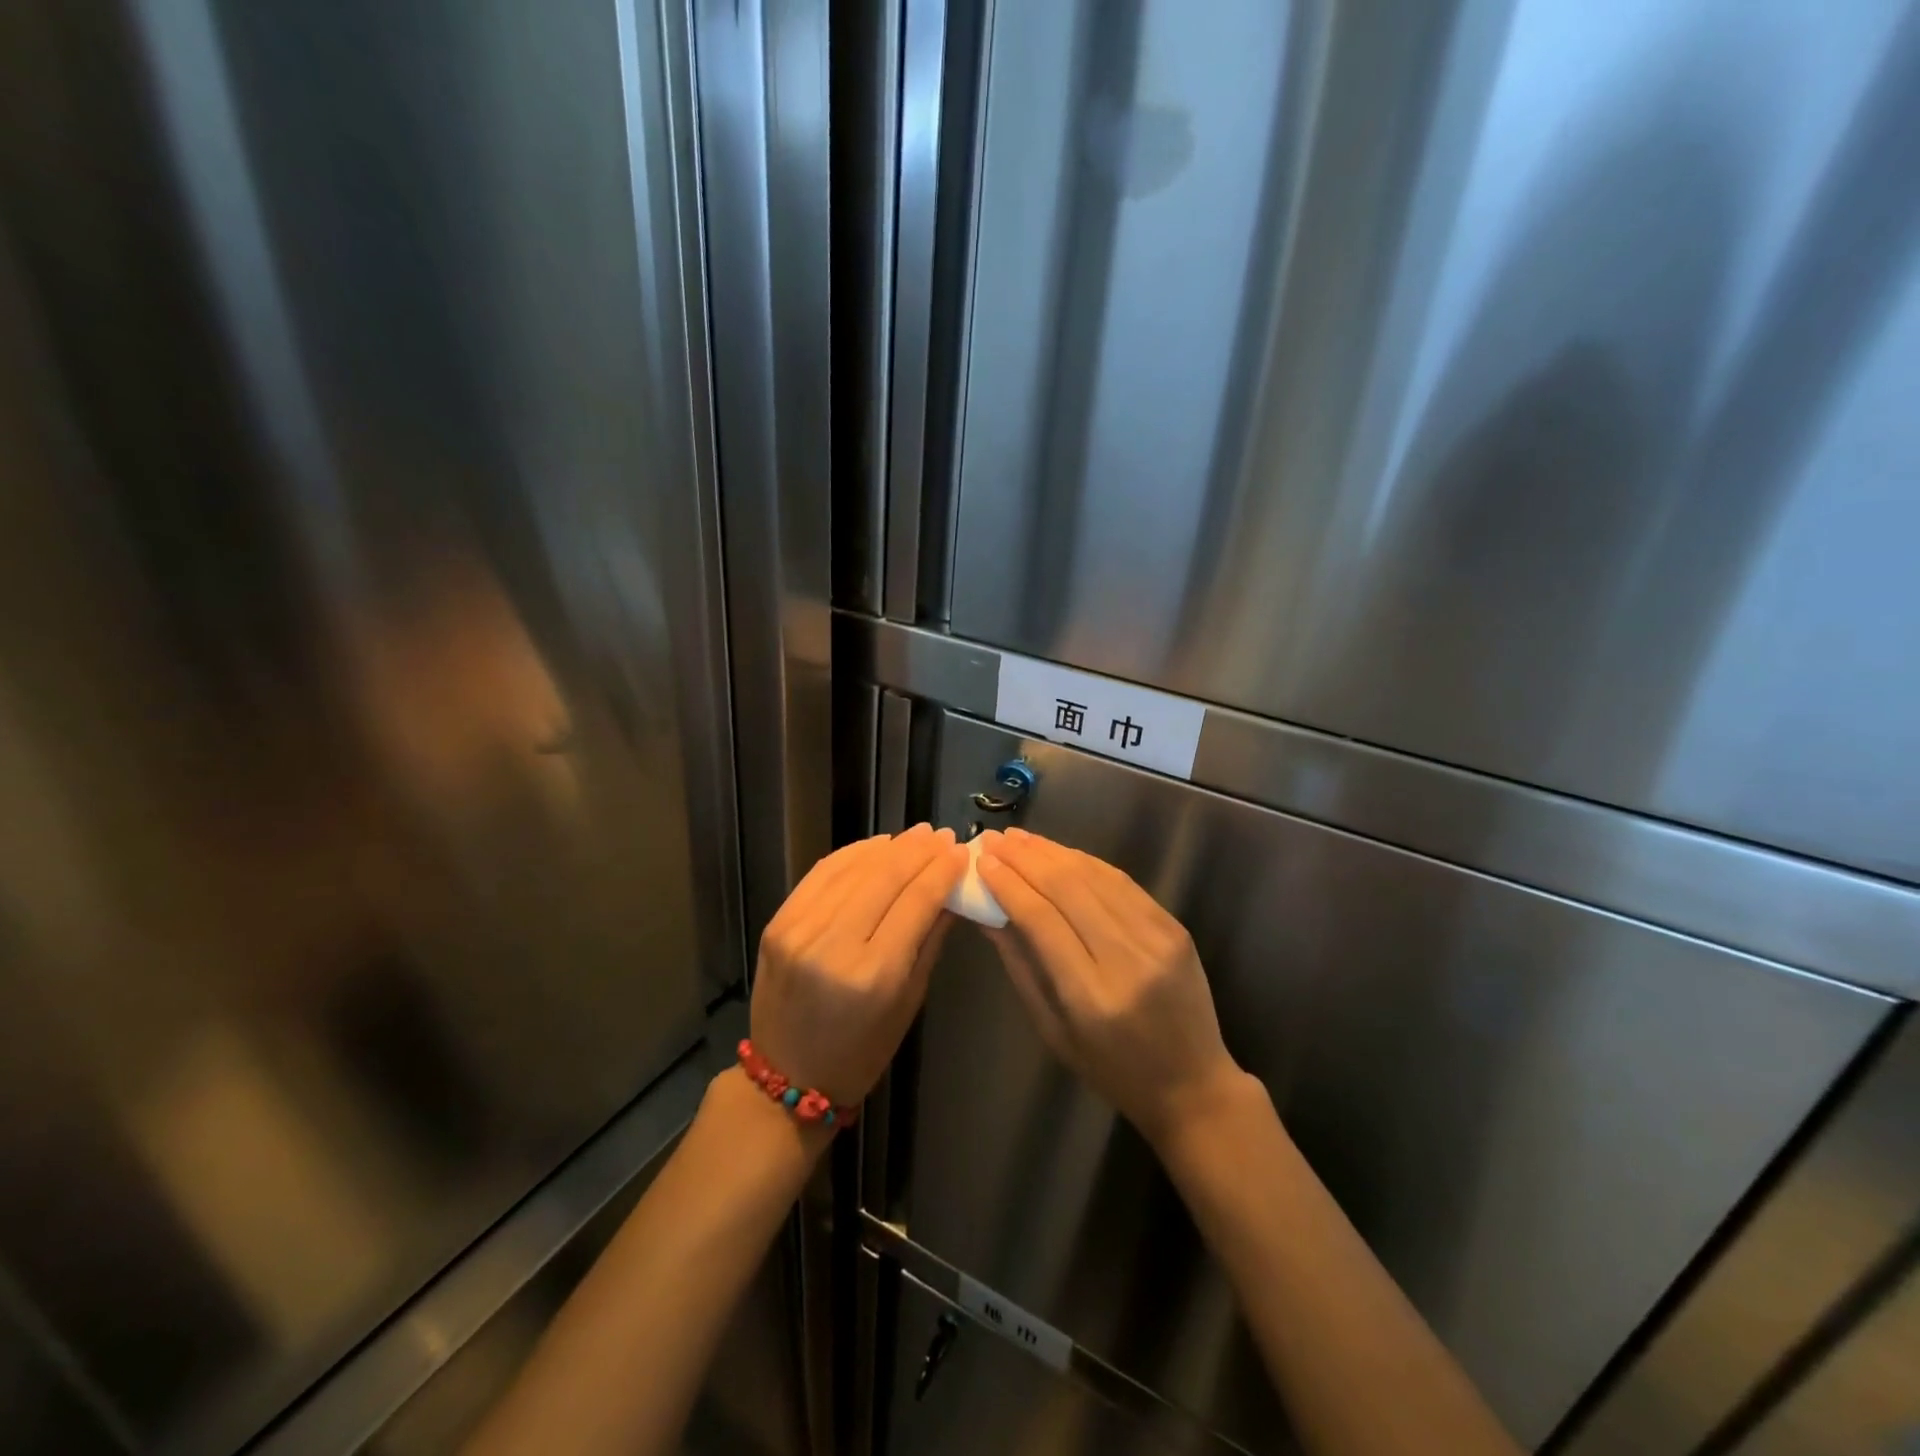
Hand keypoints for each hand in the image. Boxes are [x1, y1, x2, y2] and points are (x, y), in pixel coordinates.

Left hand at [750, 824, 966, 1106]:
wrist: (786, 1077)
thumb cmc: (862, 1051)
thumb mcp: (909, 1002)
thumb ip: (931, 940)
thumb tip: (952, 890)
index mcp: (874, 974)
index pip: (916, 902)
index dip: (941, 871)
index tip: (960, 851)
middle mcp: (834, 946)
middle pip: (885, 878)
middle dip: (919, 851)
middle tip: (942, 835)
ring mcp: (799, 931)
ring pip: (853, 869)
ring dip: (888, 846)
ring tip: (916, 835)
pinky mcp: (778, 923)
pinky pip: (821, 874)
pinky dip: (852, 855)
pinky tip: (876, 846)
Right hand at [975, 828, 1248, 1145]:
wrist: (1192, 1083)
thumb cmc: (1111, 1069)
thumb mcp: (1053, 1029)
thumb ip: (1021, 966)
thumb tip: (988, 914)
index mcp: (1091, 996)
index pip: (1042, 919)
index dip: (1008, 884)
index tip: (982, 861)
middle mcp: (1127, 959)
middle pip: (1068, 889)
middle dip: (1025, 859)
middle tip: (994, 839)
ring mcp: (1157, 938)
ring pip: (1096, 877)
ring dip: (1053, 852)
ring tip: (1021, 838)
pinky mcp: (1174, 927)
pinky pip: (1123, 883)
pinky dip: (1087, 863)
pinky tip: (1062, 853)